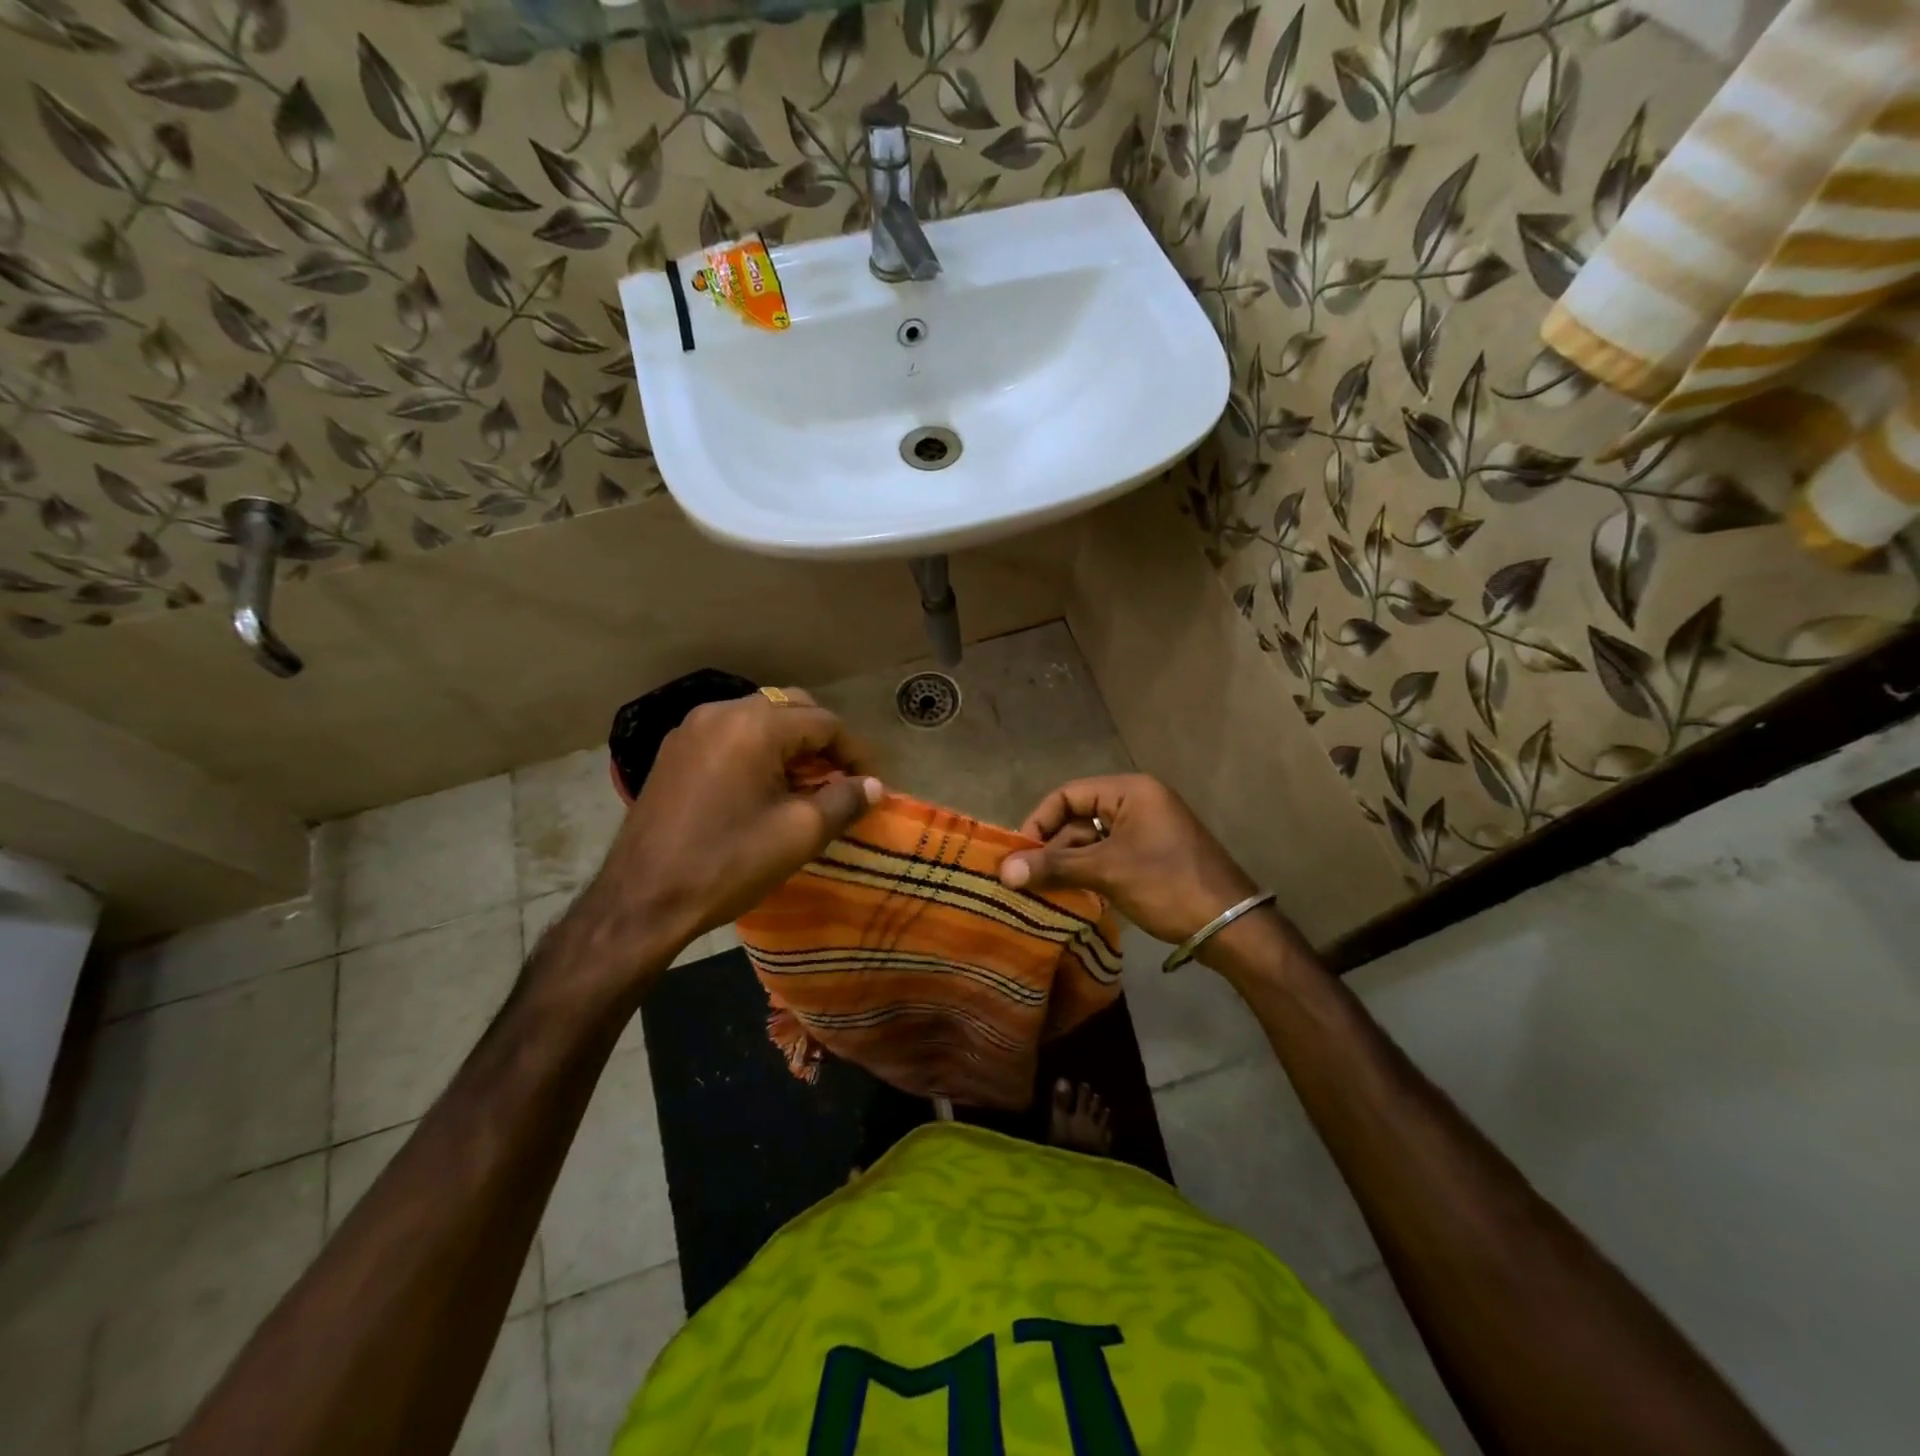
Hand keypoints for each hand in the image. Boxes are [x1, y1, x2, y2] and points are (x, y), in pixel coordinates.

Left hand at [585, 688, 881, 950]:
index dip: (854, 752)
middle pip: (791, 708)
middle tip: (841, 778)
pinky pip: (730, 734)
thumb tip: (874, 786)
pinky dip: (757, 749)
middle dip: (822, 740)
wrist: (643, 899)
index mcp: (755, 725)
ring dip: (790, 743)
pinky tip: (764, 785)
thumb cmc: (729, 863)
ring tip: (806, 783)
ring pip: (759, 719)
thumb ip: (845, 800)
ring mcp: (691, 729)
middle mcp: (721, 712)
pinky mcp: (674, 751)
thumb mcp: (800, 833)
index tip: (872, 782)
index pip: (824, 722)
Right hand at [998, 775, 1258, 947]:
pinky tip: (1071, 896)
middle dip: (1052, 848)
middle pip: (1079, 817)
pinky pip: (1109, 856)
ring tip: (1043, 892)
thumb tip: (1003, 871)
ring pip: (1092, 841)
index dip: (1039, 821)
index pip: (1068, 795)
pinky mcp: (1153, 856)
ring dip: (1068, 864)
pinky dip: (1089, 873)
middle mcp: (1138, 802)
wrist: (1231, 927)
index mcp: (1130, 791)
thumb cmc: (1167, 885)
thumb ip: (1053, 867)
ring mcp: (1148, 830)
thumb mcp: (1107, 872)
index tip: (1018, 854)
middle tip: (1026, 879)